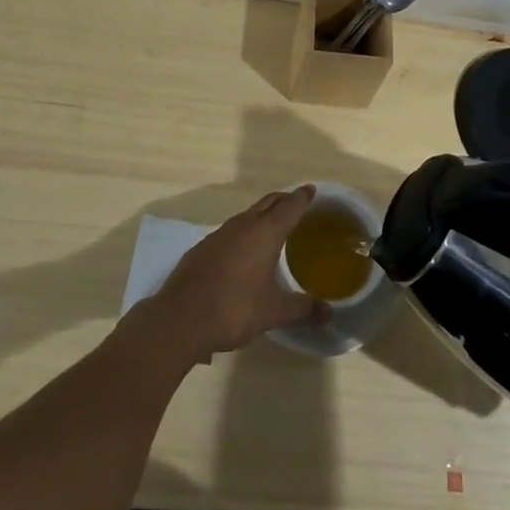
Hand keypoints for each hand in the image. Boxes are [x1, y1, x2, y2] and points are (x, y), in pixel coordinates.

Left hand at [148, 187, 324, 360]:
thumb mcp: (273, 312)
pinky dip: (243, 232)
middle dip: (283, 200)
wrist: (180, 319)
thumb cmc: (233, 309)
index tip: (311, 190)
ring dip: (262, 215)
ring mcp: (219, 235)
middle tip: (296, 203)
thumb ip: (302, 309)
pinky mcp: (202, 248)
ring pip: (247, 215)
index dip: (302, 197)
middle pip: (267, 203)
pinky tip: (243, 251)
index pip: (289, 206)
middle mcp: (242, 226)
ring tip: (272, 227)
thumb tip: (329, 314)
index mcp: (265, 233)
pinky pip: (230, 231)